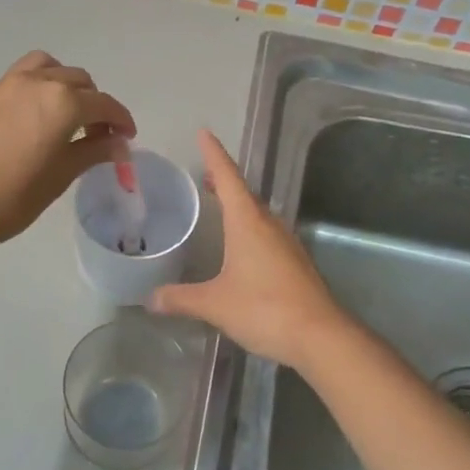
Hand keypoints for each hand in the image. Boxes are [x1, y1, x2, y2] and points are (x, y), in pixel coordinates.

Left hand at [0, 51, 135, 254]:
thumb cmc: (13, 196)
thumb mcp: (61, 176)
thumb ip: (93, 152)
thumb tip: (119, 144)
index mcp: (63, 102)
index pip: (104, 104)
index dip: (121, 120)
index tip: (127, 139)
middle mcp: (38, 82)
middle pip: (79, 81)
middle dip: (95, 104)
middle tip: (98, 136)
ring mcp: (8, 83)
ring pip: (50, 69)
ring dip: (67, 85)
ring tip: (67, 116)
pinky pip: (24, 76)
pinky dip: (41, 86)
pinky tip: (37, 118)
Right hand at [149, 130, 352, 371]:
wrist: (319, 336)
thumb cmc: (264, 309)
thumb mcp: (214, 304)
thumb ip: (181, 298)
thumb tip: (150, 299)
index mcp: (248, 222)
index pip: (228, 177)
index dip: (214, 154)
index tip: (204, 133)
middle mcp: (269, 225)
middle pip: (244, 193)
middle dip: (224, 181)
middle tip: (204, 175)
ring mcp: (286, 243)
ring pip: (258, 214)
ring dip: (238, 205)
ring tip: (219, 205)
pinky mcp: (295, 263)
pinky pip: (267, 234)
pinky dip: (249, 228)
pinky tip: (241, 246)